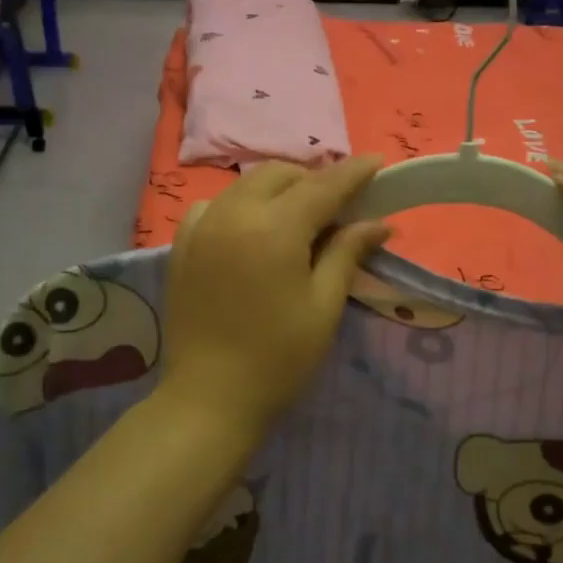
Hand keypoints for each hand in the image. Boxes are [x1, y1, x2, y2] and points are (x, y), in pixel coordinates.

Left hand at [157, 157, 391, 437]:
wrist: (208, 399)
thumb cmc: (278, 359)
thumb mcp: (323, 305)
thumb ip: (347, 253)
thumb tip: (379, 223)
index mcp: (275, 228)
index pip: (323, 185)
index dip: (354, 172)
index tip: (378, 162)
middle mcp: (235, 214)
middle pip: (281, 174)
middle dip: (313, 179)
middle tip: (339, 206)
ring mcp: (203, 226)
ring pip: (247, 184)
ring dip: (279, 188)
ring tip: (300, 216)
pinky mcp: (183, 245)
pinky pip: (216, 205)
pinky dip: (241, 205)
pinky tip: (253, 229)